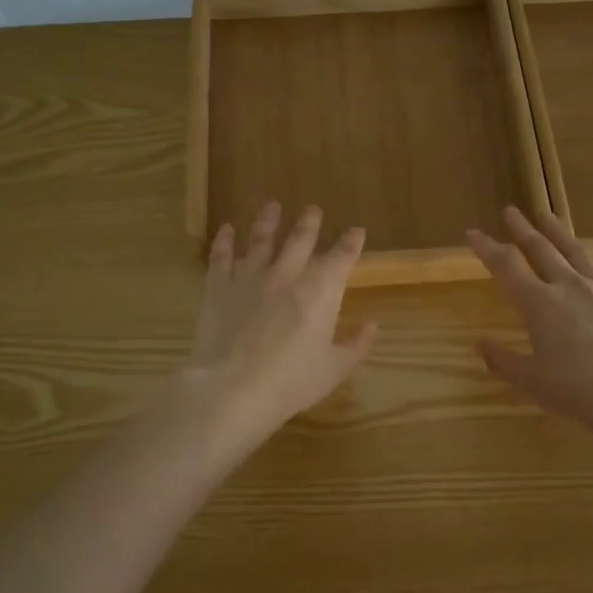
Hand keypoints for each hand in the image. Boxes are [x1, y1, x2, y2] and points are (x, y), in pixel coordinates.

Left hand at [184, 202, 378, 446]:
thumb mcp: (334, 369)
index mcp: (321, 291)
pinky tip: (227, 229)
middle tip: (313, 209)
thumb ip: (355, 344)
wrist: (234, 388)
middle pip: (301, 239)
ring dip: (268, 220)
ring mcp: (251, 277)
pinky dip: (225, 241)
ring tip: (272, 205)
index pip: (342, 257)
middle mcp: (287, 274)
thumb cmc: (291, 382)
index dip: (351, 243)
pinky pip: (222, 257)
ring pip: (261, 239)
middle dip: (310, 223)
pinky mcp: (219, 286)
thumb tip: (372, 325)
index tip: (357, 232)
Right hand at [467, 206, 592, 437]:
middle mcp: (569, 287)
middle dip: (522, 230)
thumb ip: (502, 360)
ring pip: (576, 252)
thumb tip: (480, 344)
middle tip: (511, 211)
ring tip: (546, 214)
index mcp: (539, 304)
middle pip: (541, 250)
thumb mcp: (531, 380)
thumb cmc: (577, 392)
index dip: (488, 248)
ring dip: (559, 232)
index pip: (506, 266)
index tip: (473, 233)